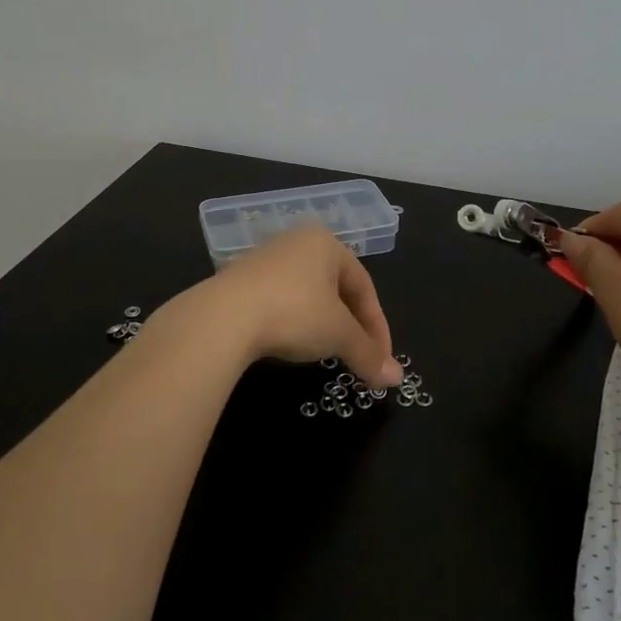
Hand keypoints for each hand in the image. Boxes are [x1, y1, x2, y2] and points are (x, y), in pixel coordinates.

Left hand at [199, 227, 404, 386]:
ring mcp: (266, 259)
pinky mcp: (240, 279)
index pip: (365, 286)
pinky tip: (291, 344)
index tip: (381, 360)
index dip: (378, 326)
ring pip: (308, 295)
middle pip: (337, 288)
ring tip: (327, 352)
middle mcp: (297, 242)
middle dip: (351, 325)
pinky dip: (294, 323)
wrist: (223, 317)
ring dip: (323, 325)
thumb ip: (368, 354)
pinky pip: (280, 300)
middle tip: (358, 356)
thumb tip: (397, 378)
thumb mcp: (338, 335)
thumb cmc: (294, 313)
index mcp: (326, 243)